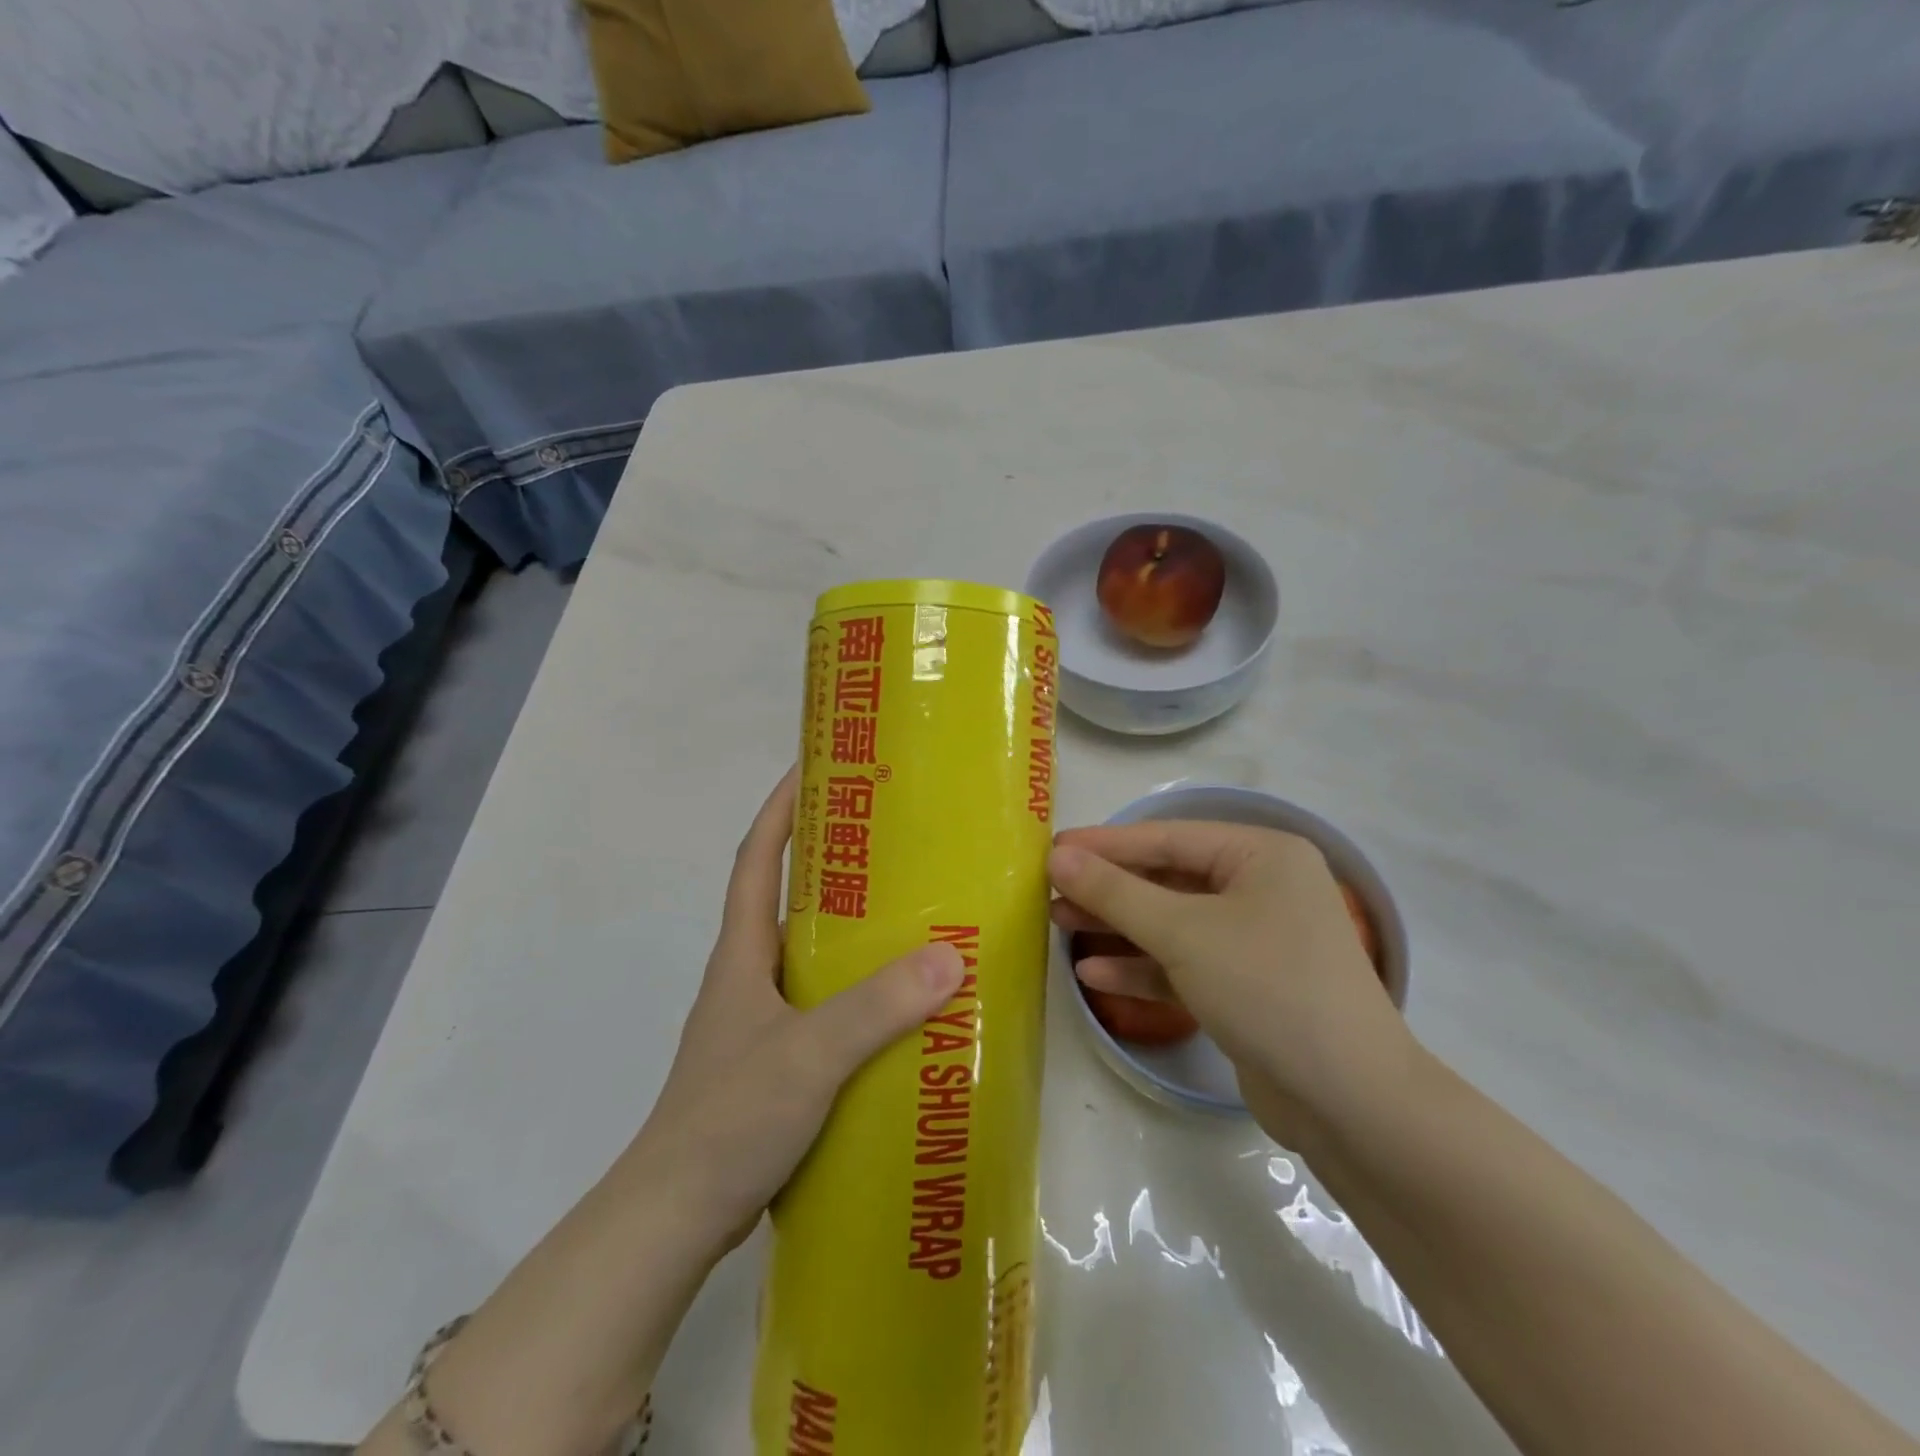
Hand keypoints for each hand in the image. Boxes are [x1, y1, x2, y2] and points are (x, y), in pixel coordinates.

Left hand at [632, 768, 965, 1253]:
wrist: (674, 1219)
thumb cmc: (728, 1119)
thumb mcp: (807, 1055)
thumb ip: (874, 1008)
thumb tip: (950, 956)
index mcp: (743, 954)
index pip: (757, 859)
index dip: (780, 810)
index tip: (814, 768)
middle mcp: (750, 976)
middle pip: (789, 900)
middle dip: (834, 864)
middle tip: (896, 844)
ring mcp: (760, 1022)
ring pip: (812, 956)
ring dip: (853, 933)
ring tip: (914, 918)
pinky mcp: (776, 1062)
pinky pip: (825, 1006)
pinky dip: (859, 994)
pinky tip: (902, 1009)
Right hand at [1049, 821, 1415, 1147]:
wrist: (1350, 1102)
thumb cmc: (1267, 988)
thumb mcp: (1183, 933)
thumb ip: (1116, 892)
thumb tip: (1058, 856)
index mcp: (1261, 855)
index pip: (1167, 838)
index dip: (1105, 843)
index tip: (1050, 849)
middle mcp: (1261, 888)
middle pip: (1167, 878)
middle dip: (1108, 889)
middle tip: (1048, 891)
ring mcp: (1256, 939)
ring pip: (1172, 922)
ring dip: (1118, 925)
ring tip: (1058, 925)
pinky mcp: (1246, 986)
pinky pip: (1184, 963)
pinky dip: (1143, 966)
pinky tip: (1095, 974)